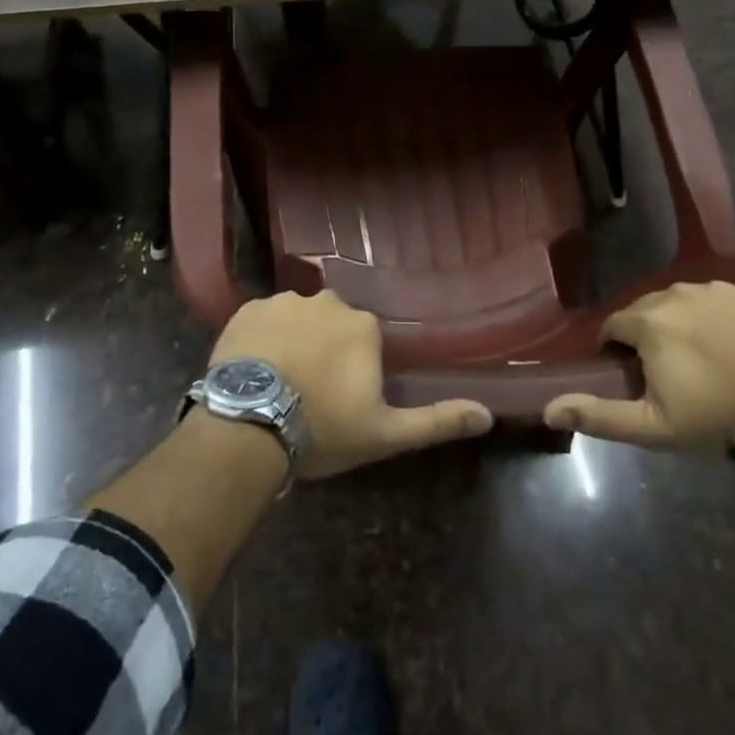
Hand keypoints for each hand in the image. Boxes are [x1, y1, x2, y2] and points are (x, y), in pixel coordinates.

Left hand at [209, 291, 491, 479]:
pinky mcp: (246, 310)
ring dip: (293, 341)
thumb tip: (488, 415)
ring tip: (278, 382)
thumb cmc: (323, 428)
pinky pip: (262, 320)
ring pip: (296, 319)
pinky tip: (254, 370)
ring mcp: (282, 302)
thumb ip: (436, 420)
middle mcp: (326, 301)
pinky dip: (261, 339)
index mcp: (362, 325)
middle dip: (325, 349)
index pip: (365, 339)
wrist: (249, 425)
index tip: (341, 397)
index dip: (354, 369)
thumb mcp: (384, 433)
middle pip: (331, 323)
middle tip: (309, 390)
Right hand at [542, 282, 734, 451]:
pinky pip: (722, 298)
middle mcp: (679, 293)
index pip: (615, 324)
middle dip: (648, 332)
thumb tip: (547, 409)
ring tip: (700, 353)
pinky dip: (719, 314)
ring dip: (683, 320)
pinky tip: (732, 341)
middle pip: (649, 308)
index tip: (631, 371)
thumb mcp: (651, 426)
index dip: (617, 348)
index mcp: (649, 321)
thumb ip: (598, 415)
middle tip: (667, 367)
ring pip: (685, 299)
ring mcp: (719, 289)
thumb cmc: (713, 419)